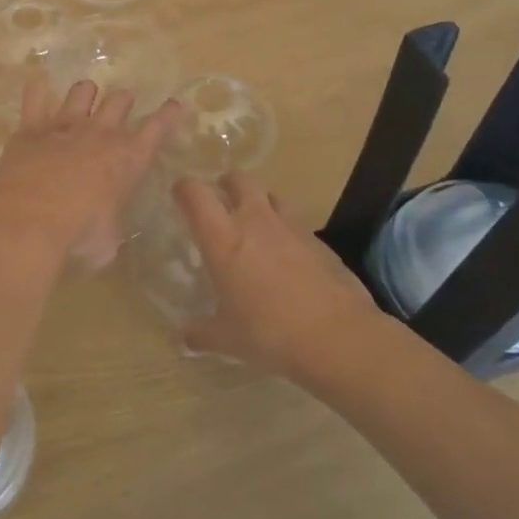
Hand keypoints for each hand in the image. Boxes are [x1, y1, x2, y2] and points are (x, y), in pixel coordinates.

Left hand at [0, 80, 182, 267]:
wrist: (30, 218)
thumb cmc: (79, 234)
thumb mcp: (107, 241)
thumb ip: (109, 227)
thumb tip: (104, 232)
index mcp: (128, 159)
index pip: (157, 128)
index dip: (168, 115)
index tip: (175, 104)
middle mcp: (100, 133)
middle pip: (120, 100)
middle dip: (124, 99)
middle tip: (124, 103)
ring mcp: (65, 125)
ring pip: (82, 90)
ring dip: (86, 93)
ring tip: (84, 98)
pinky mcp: (31, 127)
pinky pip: (35, 96)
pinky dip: (37, 92)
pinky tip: (37, 91)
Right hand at [173, 173, 385, 375]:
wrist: (339, 338)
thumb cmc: (269, 333)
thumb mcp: (226, 339)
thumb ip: (200, 333)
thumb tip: (184, 338)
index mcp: (223, 238)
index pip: (195, 193)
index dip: (184, 188)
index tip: (179, 196)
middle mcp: (255, 221)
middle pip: (238, 179)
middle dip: (227, 184)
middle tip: (221, 203)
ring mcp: (291, 228)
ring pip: (271, 196)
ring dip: (260, 204)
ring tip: (256, 228)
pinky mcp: (319, 241)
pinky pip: (296, 224)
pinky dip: (286, 232)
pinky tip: (287, 260)